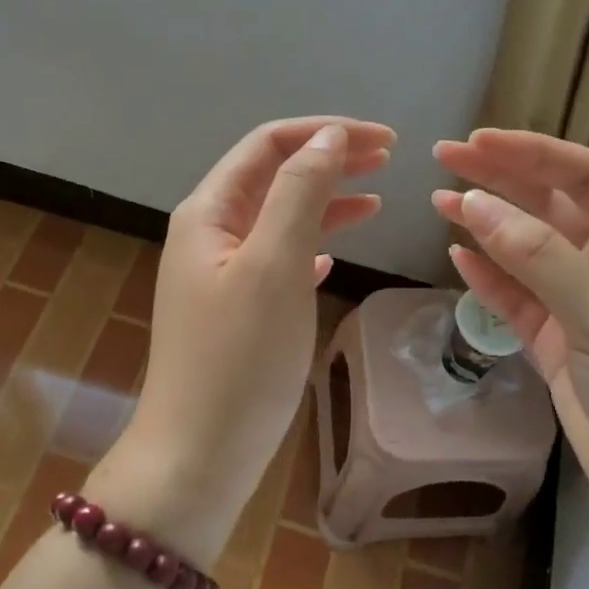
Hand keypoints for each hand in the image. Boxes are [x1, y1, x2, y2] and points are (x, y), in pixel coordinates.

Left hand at [88, 117, 393, 564]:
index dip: (325, 132)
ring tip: (377, 198)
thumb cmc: (238, 358)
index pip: (268, 145)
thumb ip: (299, 194)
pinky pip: (277, 260)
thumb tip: (326, 137)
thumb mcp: (274, 265)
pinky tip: (334, 256)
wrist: (198, 455)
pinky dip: (310, 246)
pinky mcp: (236, 310)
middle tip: (389, 158)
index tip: (385, 140)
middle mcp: (209, 234)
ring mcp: (220, 274)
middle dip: (329, 160)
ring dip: (325, 201)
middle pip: (274, 176)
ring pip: (279, 218)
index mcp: (208, 212)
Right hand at [432, 130, 588, 566]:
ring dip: (486, 224)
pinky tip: (458, 255)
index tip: (476, 141)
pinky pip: (516, 298)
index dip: (531, 153)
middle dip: (500, 179)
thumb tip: (472, 202)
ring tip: (439, 200)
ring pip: (527, 251)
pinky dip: (487, 276)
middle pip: (551, 206)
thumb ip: (541, 258)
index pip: (586, 177)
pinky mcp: (558, 344)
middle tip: (444, 157)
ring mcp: (584, 306)